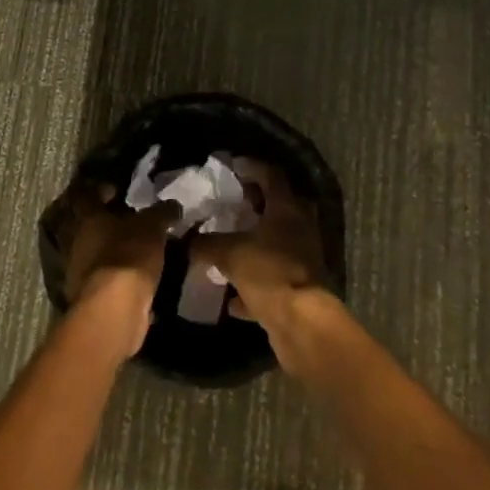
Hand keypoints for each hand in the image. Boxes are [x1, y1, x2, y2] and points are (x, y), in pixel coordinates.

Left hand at [51, 180, 175, 355]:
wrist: (114, 310)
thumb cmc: (128, 256)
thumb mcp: (153, 227)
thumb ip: (162, 213)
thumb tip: (172, 205)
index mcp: (87, 218)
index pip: (85, 194)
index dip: (99, 189)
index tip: (116, 190)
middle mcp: (76, 241)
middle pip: (83, 224)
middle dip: (102, 221)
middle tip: (125, 219)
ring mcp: (77, 270)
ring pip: (90, 251)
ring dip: (107, 249)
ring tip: (132, 249)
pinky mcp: (86, 295)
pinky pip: (99, 276)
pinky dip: (112, 273)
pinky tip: (131, 275)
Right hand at [191, 159, 325, 330]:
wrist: (301, 322)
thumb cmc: (268, 272)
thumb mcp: (228, 253)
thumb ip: (205, 243)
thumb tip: (186, 241)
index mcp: (287, 208)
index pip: (271, 175)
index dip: (251, 167)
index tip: (233, 167)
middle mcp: (300, 227)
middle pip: (279, 205)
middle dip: (255, 203)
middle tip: (232, 203)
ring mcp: (303, 256)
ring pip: (277, 241)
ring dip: (256, 241)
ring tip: (229, 242)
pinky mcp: (300, 285)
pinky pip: (274, 276)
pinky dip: (255, 282)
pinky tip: (232, 296)